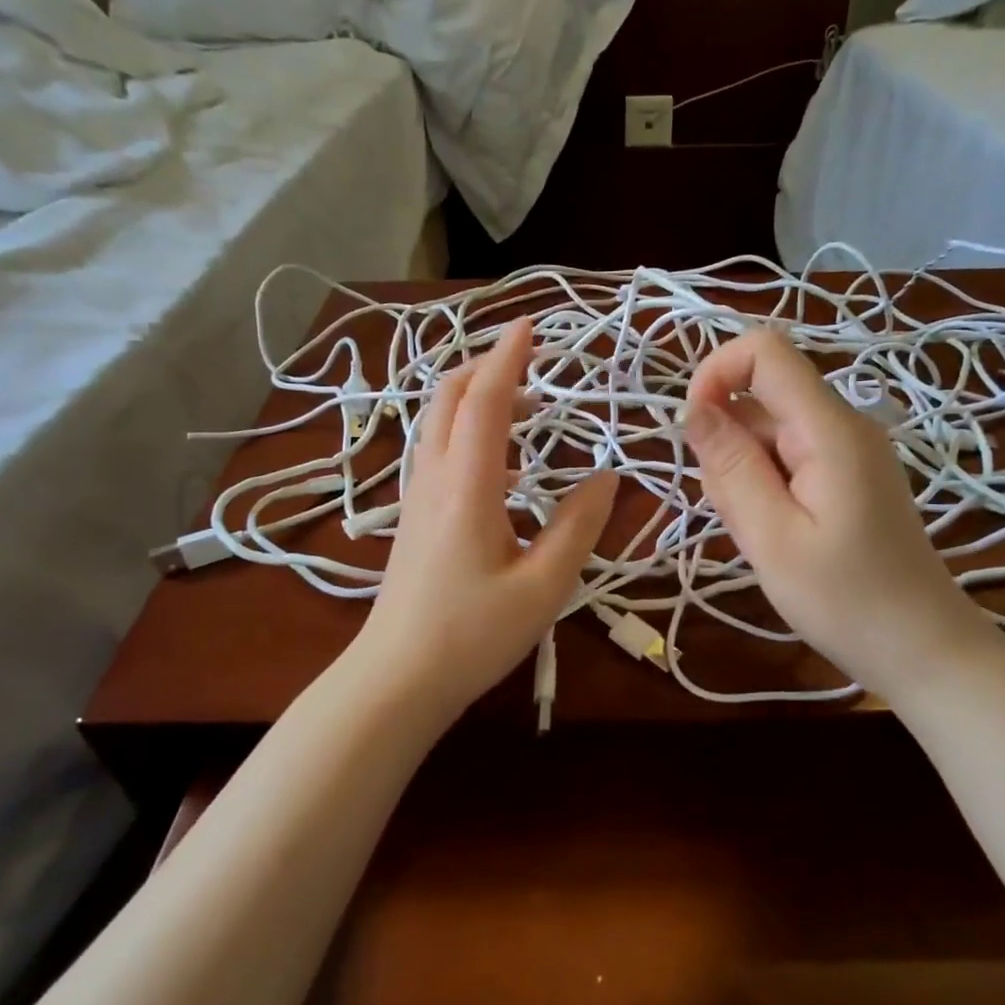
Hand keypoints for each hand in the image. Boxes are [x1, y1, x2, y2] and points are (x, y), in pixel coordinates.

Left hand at [352, 317, 617, 719]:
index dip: (508, 358)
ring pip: (438, 421)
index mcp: (467, 486)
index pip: (484, 401)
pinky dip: (468, 432)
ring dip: (476, 399)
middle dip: (486, 367)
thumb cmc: (473, 635)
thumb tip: (608, 476)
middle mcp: (434, 478)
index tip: (532, 327)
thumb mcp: (544, 586)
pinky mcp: (413, 516)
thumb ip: (579, 526)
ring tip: (526, 411)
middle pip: (448, 396)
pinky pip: (438, 450)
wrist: (397, 678)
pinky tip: (504, 468)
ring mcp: (416, 496)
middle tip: (531, 365)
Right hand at [683, 327, 993, 692]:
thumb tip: (692, 407)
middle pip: (762, 397)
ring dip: (745, 473)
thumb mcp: (772, 538)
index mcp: (830, 429)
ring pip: (769, 432)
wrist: (923, 648)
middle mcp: (843, 424)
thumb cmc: (846, 601)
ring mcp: (849, 450)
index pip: (766, 351)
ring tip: (766, 536)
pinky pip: (788, 458)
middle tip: (743, 516)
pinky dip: (766, 487)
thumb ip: (731, 467)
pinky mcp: (847, 475)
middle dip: (728, 444)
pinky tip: (779, 536)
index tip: (694, 432)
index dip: (716, 373)